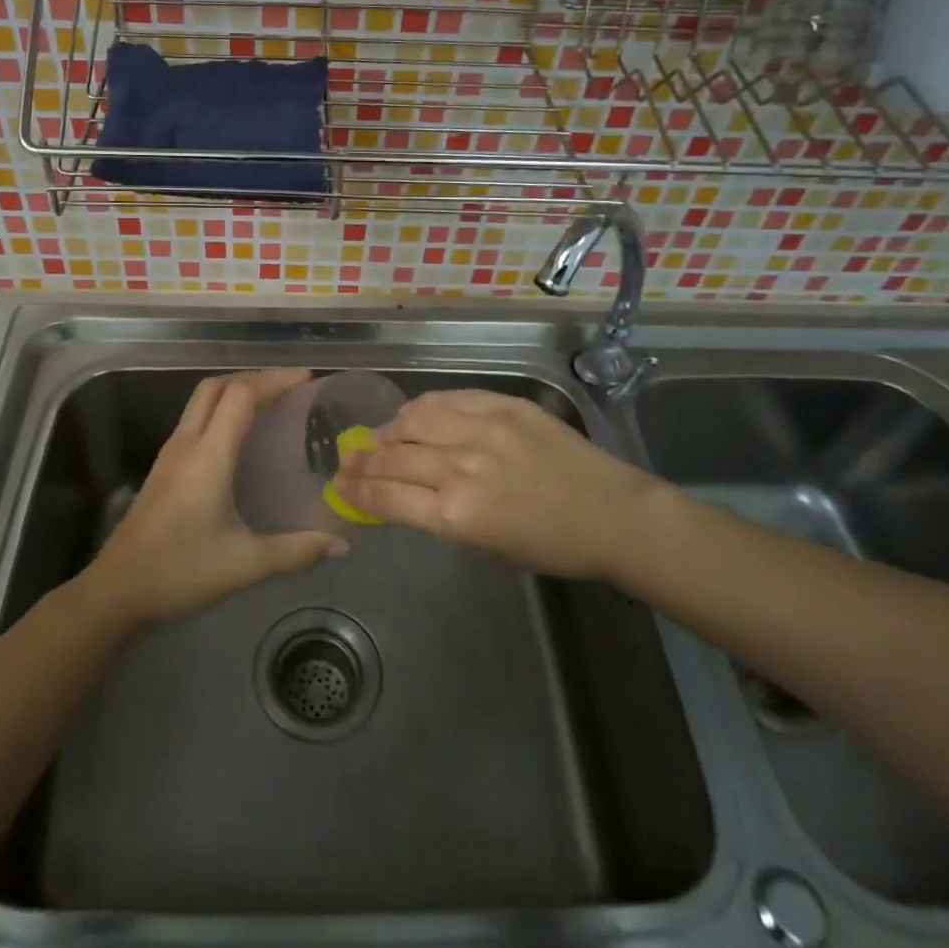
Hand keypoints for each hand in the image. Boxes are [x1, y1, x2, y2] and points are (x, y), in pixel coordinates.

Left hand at [88, 369, 346, 625]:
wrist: (116, 590)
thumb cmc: (180, 571)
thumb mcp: (245, 565)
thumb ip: (296, 552)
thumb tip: (341, 544)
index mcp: (208, 455)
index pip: (240, 395)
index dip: (274, 380)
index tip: (307, 380)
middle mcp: (187, 444)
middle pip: (216, 386)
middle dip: (254, 378)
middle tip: (290, 388)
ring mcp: (170, 454)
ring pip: (202, 401)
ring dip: (235, 392)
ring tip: (271, 406)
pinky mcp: (163, 469)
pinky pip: (195, 421)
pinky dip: (221, 412)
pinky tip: (240, 440)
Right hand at [333, 389, 670, 580]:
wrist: (609, 513)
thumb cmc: (549, 546)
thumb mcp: (485, 548)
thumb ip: (439, 517)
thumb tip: (403, 495)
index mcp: (456, 515)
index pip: (387, 498)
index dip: (356, 492)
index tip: (339, 487)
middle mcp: (460, 468)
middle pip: (393, 457)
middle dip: (362, 461)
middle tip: (347, 460)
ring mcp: (481, 430)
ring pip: (413, 420)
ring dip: (388, 429)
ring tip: (379, 436)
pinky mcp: (501, 405)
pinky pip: (446, 399)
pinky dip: (422, 407)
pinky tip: (412, 413)